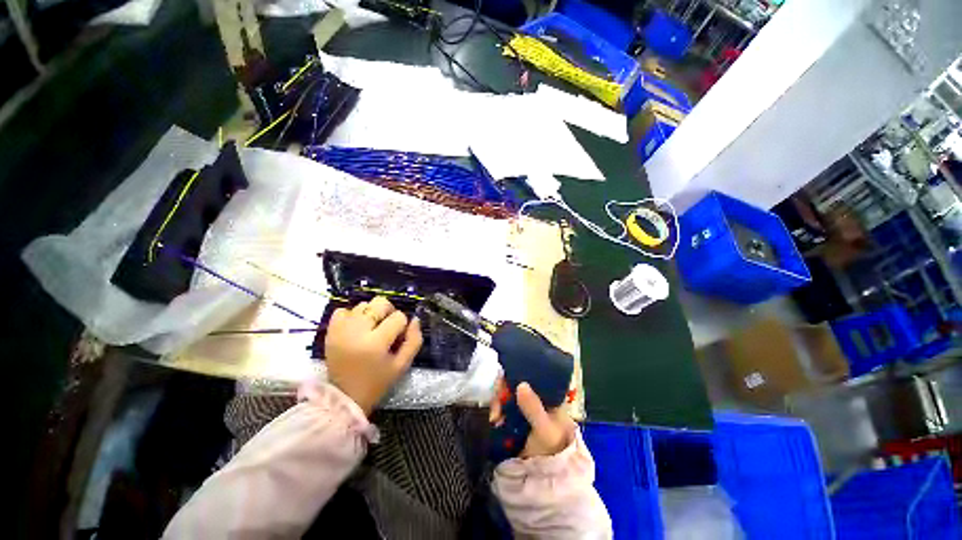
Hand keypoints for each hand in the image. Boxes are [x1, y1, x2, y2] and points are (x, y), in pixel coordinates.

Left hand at [325, 296, 422, 414]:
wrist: (344, 397)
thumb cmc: (377, 382)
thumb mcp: (402, 365)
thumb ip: (414, 340)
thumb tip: (415, 320)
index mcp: (376, 343)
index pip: (398, 317)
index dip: (403, 326)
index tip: (398, 339)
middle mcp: (357, 331)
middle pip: (380, 303)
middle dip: (389, 312)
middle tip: (387, 327)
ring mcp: (341, 329)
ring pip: (363, 304)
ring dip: (372, 314)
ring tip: (371, 329)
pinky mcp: (330, 331)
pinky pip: (343, 310)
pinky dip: (352, 315)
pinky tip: (356, 328)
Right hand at [490, 380, 574, 457]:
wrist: (546, 478)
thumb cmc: (553, 450)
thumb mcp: (545, 429)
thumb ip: (534, 408)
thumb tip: (521, 384)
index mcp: (549, 396)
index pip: (533, 376)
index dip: (518, 374)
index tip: (505, 381)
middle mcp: (536, 398)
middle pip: (516, 384)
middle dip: (503, 391)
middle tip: (497, 405)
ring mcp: (524, 408)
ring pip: (507, 395)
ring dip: (498, 403)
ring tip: (495, 418)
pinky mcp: (514, 418)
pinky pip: (503, 408)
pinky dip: (497, 412)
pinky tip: (494, 421)